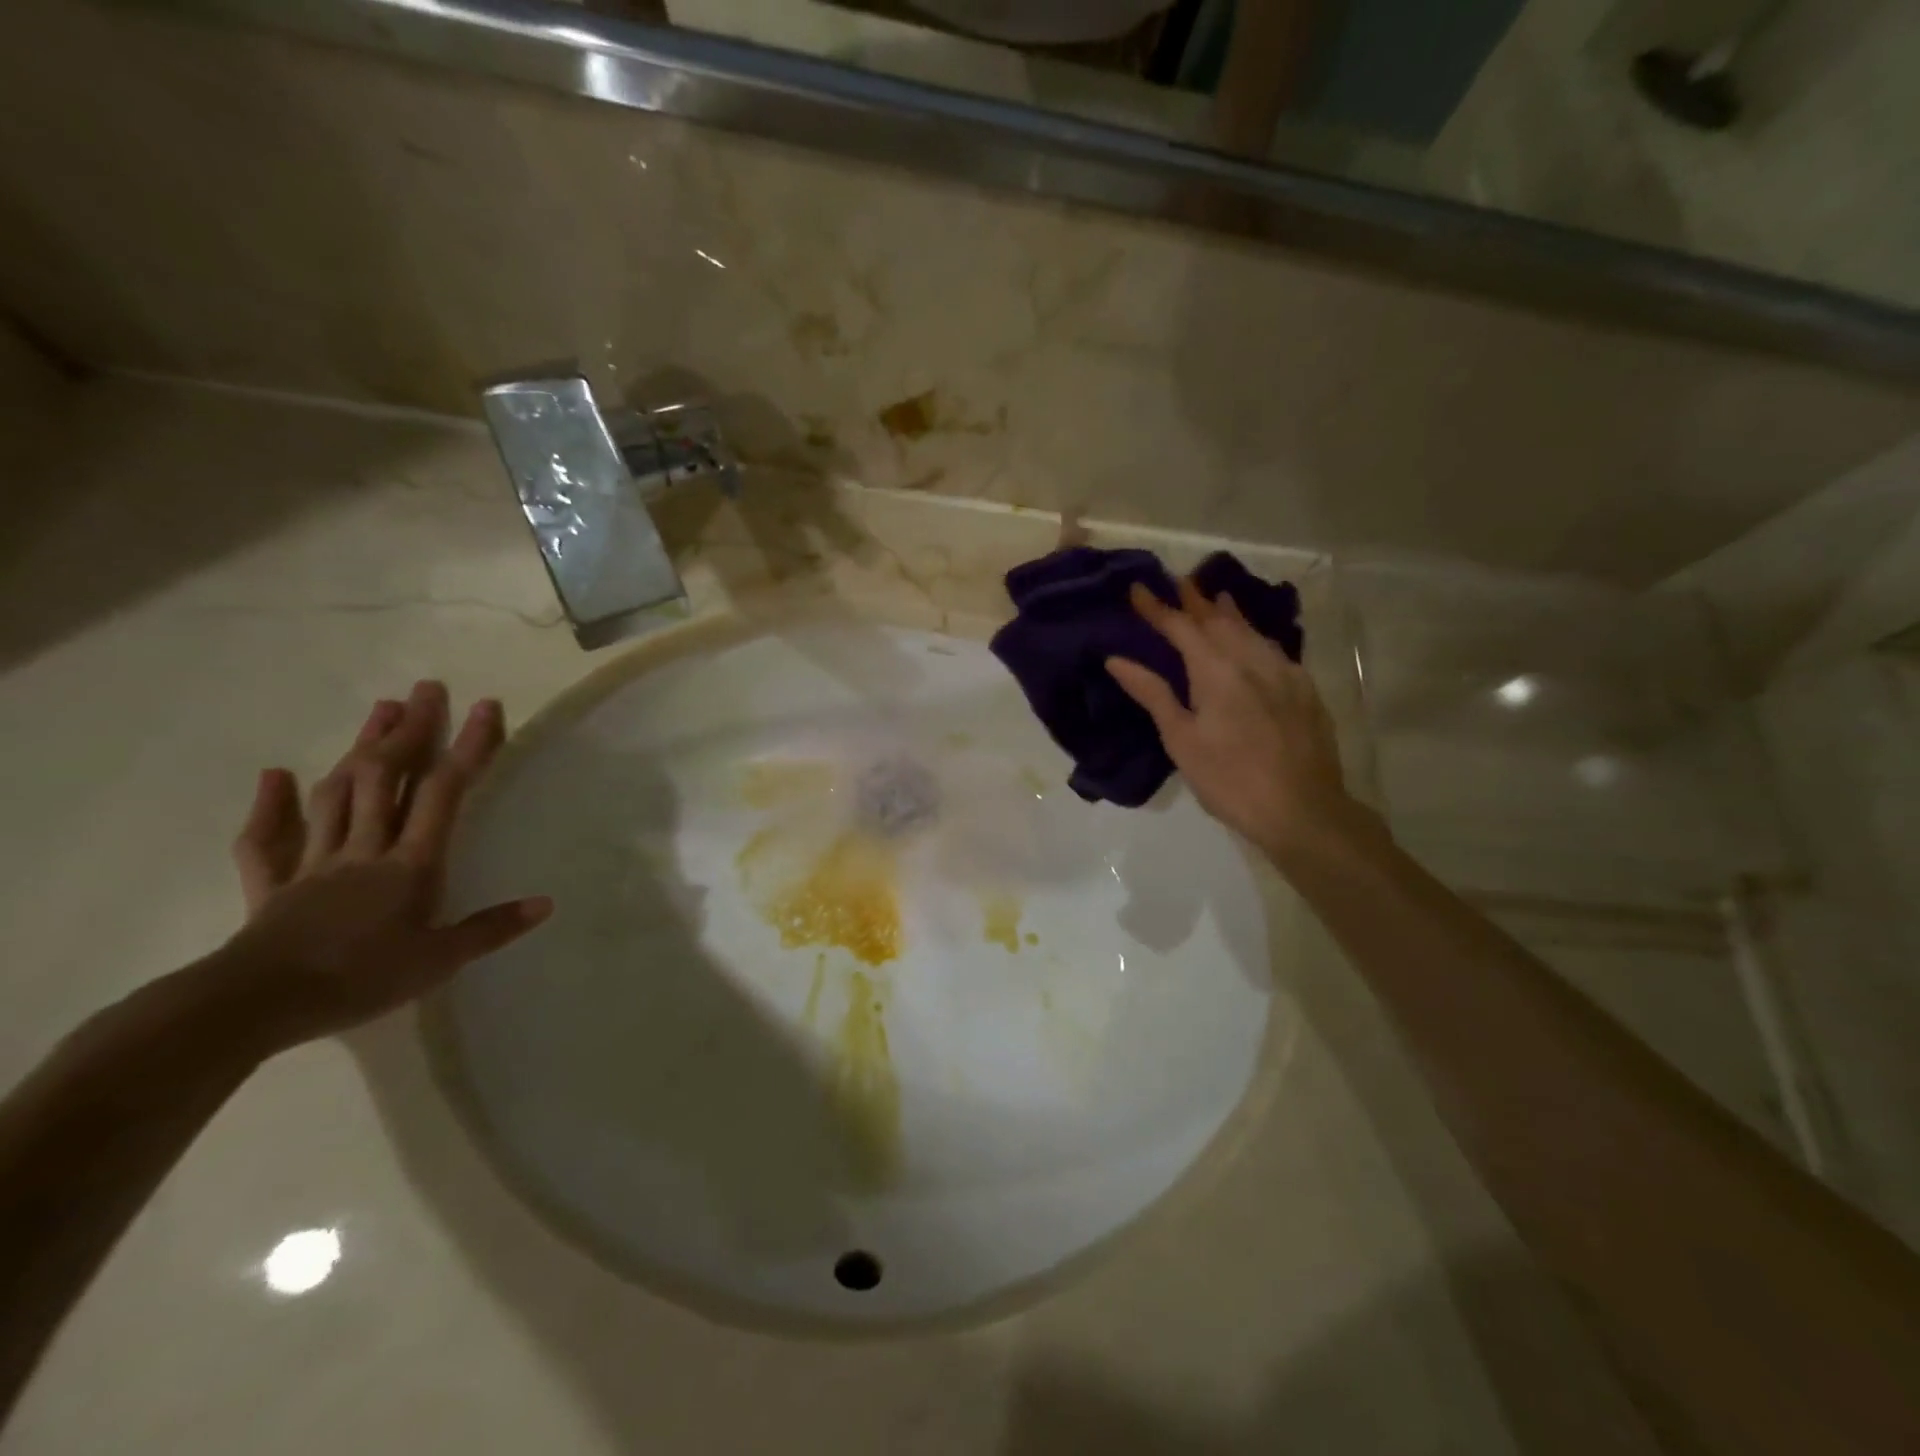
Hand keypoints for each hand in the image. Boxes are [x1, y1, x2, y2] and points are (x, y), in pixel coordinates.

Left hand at [216, 682, 549, 1052]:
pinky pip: (267, 839)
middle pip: (387, 778)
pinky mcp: (273, 886)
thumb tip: (546, 903)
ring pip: (338, 794)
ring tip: (379, 711)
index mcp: (410, 863)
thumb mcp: (440, 961)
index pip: (445, 792)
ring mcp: (314, 863)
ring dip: (359, 749)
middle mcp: (365, 849)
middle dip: (410, 730)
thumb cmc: (359, 979)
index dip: (468, 747)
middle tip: (426, 689)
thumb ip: (492, 928)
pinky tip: (276, 775)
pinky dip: (271, 805)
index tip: (485, 706)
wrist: (254, 1007)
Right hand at [1106, 579, 1365, 865]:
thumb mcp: (1181, 740)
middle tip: (1177, 582)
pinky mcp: (1304, 689)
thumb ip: (1152, 694)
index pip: (1181, 627)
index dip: (1157, 607)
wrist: (1302, 810)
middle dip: (1195, 600)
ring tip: (1215, 598)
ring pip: (1251, 630)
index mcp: (1216, 670)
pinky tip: (1254, 641)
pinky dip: (1254, 635)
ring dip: (1228, 612)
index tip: (1138, 588)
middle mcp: (1252, 660)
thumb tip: (1116, 659)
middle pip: (1219, 619)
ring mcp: (1284, 672)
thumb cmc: (1229, 779)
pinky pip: (1273, 649)